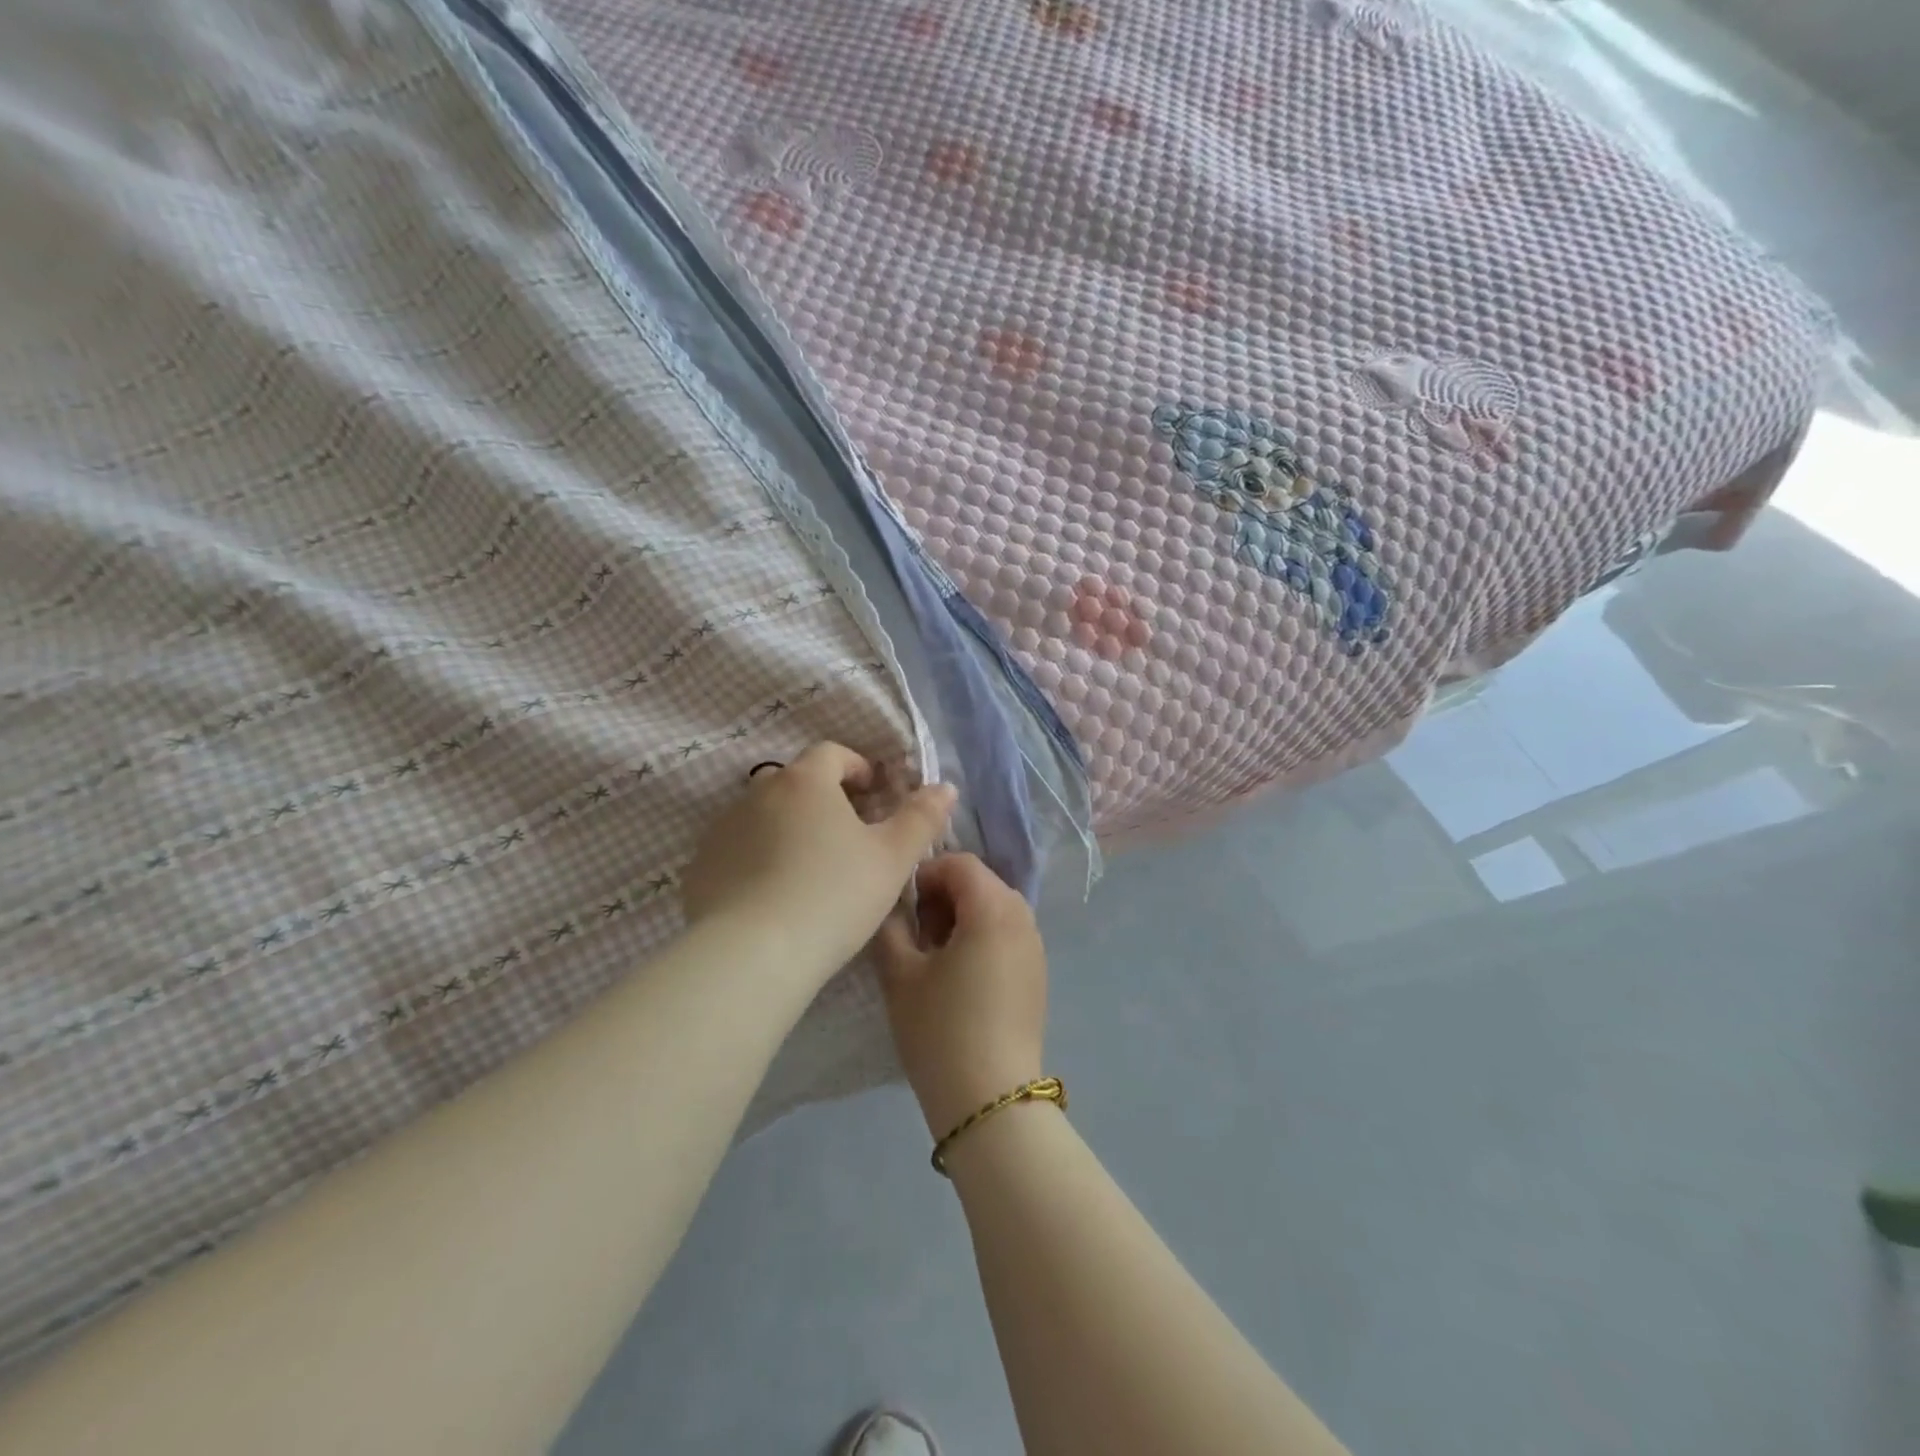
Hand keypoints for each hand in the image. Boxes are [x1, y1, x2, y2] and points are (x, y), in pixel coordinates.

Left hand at [681, 743, 955, 986]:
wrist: (753, 955)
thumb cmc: (834, 895)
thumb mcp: (892, 858)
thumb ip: (921, 818)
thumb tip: (944, 787)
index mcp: (805, 782)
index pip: (832, 753)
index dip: (857, 768)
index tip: (874, 795)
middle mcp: (758, 793)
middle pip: (796, 783)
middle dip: (824, 799)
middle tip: (849, 837)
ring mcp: (723, 829)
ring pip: (764, 816)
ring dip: (789, 829)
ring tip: (811, 871)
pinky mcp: (701, 866)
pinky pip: (737, 851)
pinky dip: (757, 860)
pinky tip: (774, 897)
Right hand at [876, 853, 1047, 1138]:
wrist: (989, 1099)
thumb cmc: (940, 1029)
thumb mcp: (900, 974)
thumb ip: (891, 925)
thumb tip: (893, 904)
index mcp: (993, 907)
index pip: (959, 863)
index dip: (925, 873)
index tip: (900, 905)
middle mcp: (1023, 917)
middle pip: (980, 882)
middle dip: (943, 895)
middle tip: (913, 931)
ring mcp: (1035, 946)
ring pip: (995, 907)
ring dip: (962, 915)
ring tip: (932, 954)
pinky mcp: (1038, 973)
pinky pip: (1007, 933)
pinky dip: (981, 936)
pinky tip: (958, 975)